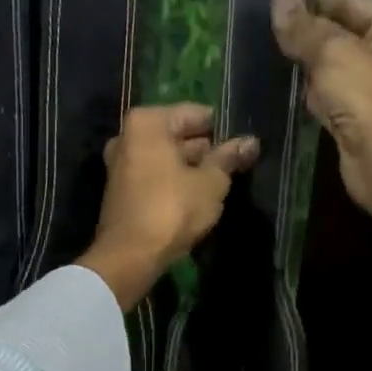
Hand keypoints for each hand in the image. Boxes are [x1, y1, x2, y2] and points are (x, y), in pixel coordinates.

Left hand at [76, 104, 258, 310]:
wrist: (129, 256)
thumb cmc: (172, 209)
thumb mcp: (211, 182)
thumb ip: (229, 158)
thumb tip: (251, 142)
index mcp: (147, 123)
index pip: (195, 114)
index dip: (222, 129)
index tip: (242, 144)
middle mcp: (128, 136)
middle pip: (178, 134)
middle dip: (206, 148)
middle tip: (236, 163)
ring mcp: (121, 163)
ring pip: (166, 156)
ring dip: (191, 166)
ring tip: (222, 181)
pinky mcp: (121, 189)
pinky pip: (156, 174)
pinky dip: (174, 180)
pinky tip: (197, 196)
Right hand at [270, 0, 371, 216]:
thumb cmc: (369, 94)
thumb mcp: (332, 51)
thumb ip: (303, 26)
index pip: (355, 2)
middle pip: (346, 35)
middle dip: (312, 30)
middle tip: (271, 23)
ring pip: (336, 67)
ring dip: (310, 62)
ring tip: (273, 49)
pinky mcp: (359, 120)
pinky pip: (331, 96)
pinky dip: (313, 92)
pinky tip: (289, 87)